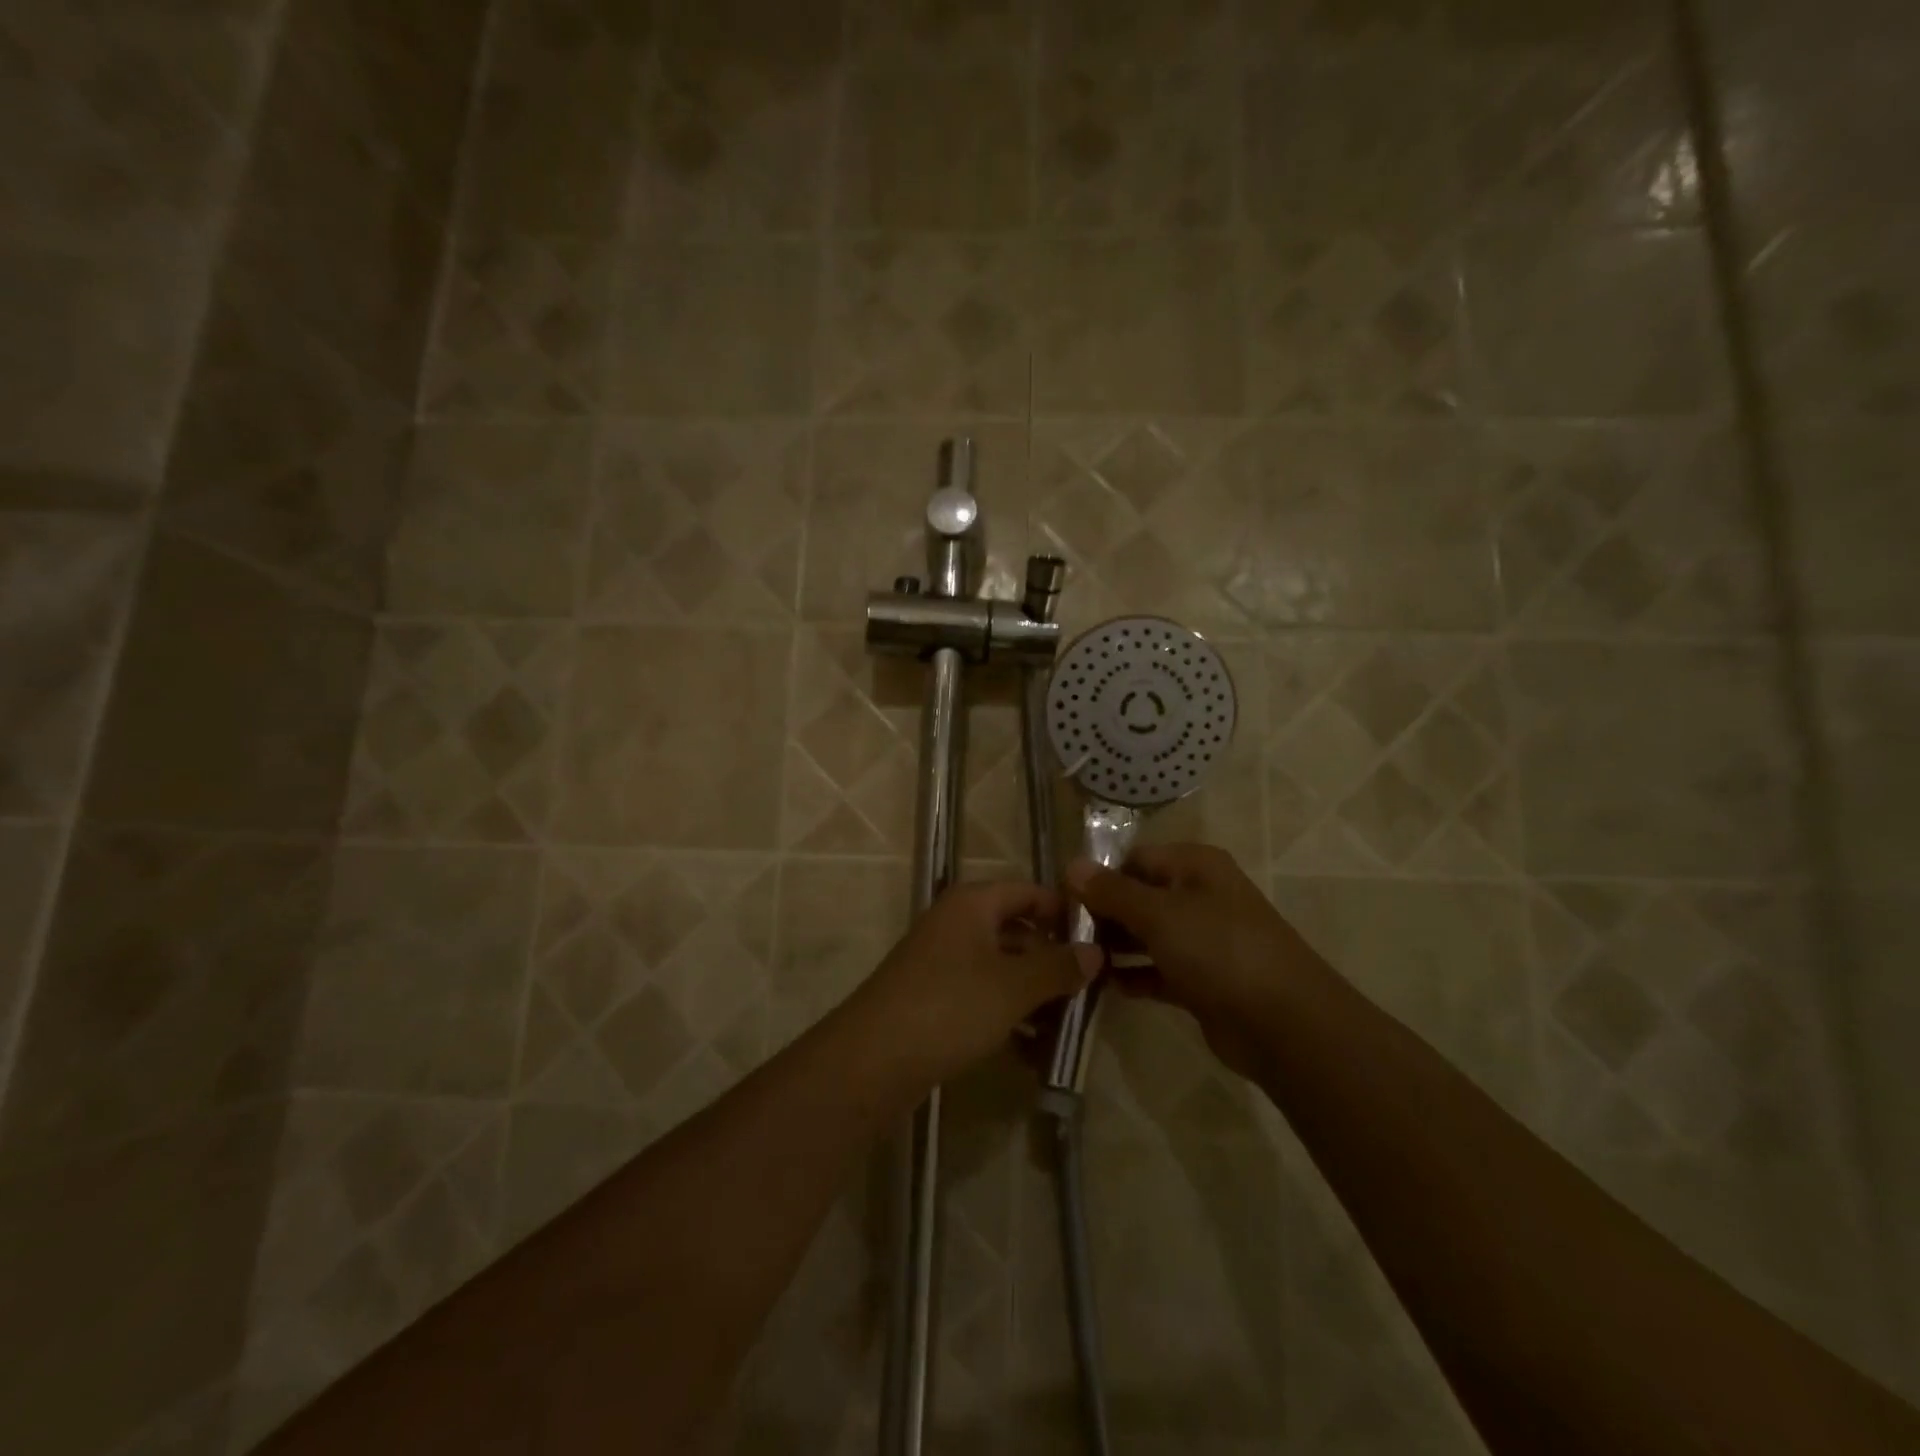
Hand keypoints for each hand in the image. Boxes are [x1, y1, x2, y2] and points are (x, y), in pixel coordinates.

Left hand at [853, 881, 1101, 1087]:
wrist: (873, 1060)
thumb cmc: (950, 1006)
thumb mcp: (1014, 986)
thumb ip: (1058, 967)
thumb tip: (1095, 952)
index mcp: (973, 904)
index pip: (1030, 892)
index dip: (1065, 913)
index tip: (1102, 941)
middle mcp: (957, 924)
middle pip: (1018, 932)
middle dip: (1054, 962)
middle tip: (1092, 990)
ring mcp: (943, 962)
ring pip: (1003, 970)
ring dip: (1035, 996)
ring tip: (1070, 1027)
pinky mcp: (935, 999)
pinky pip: (984, 998)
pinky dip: (1009, 1018)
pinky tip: (1035, 1053)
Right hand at [1067, 844, 1325, 1075]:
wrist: (1283, 1024)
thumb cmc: (1219, 950)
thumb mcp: (1159, 914)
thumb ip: (1112, 891)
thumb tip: (1071, 865)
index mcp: (1195, 866)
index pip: (1135, 859)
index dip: (1098, 875)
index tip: (1060, 898)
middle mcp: (1199, 896)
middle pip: (1138, 896)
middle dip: (1102, 913)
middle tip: (1061, 934)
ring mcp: (1202, 940)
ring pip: (1146, 935)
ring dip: (1114, 946)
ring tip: (1075, 960)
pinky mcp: (1201, 981)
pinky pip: (1157, 970)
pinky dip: (1133, 976)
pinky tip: (1104, 987)